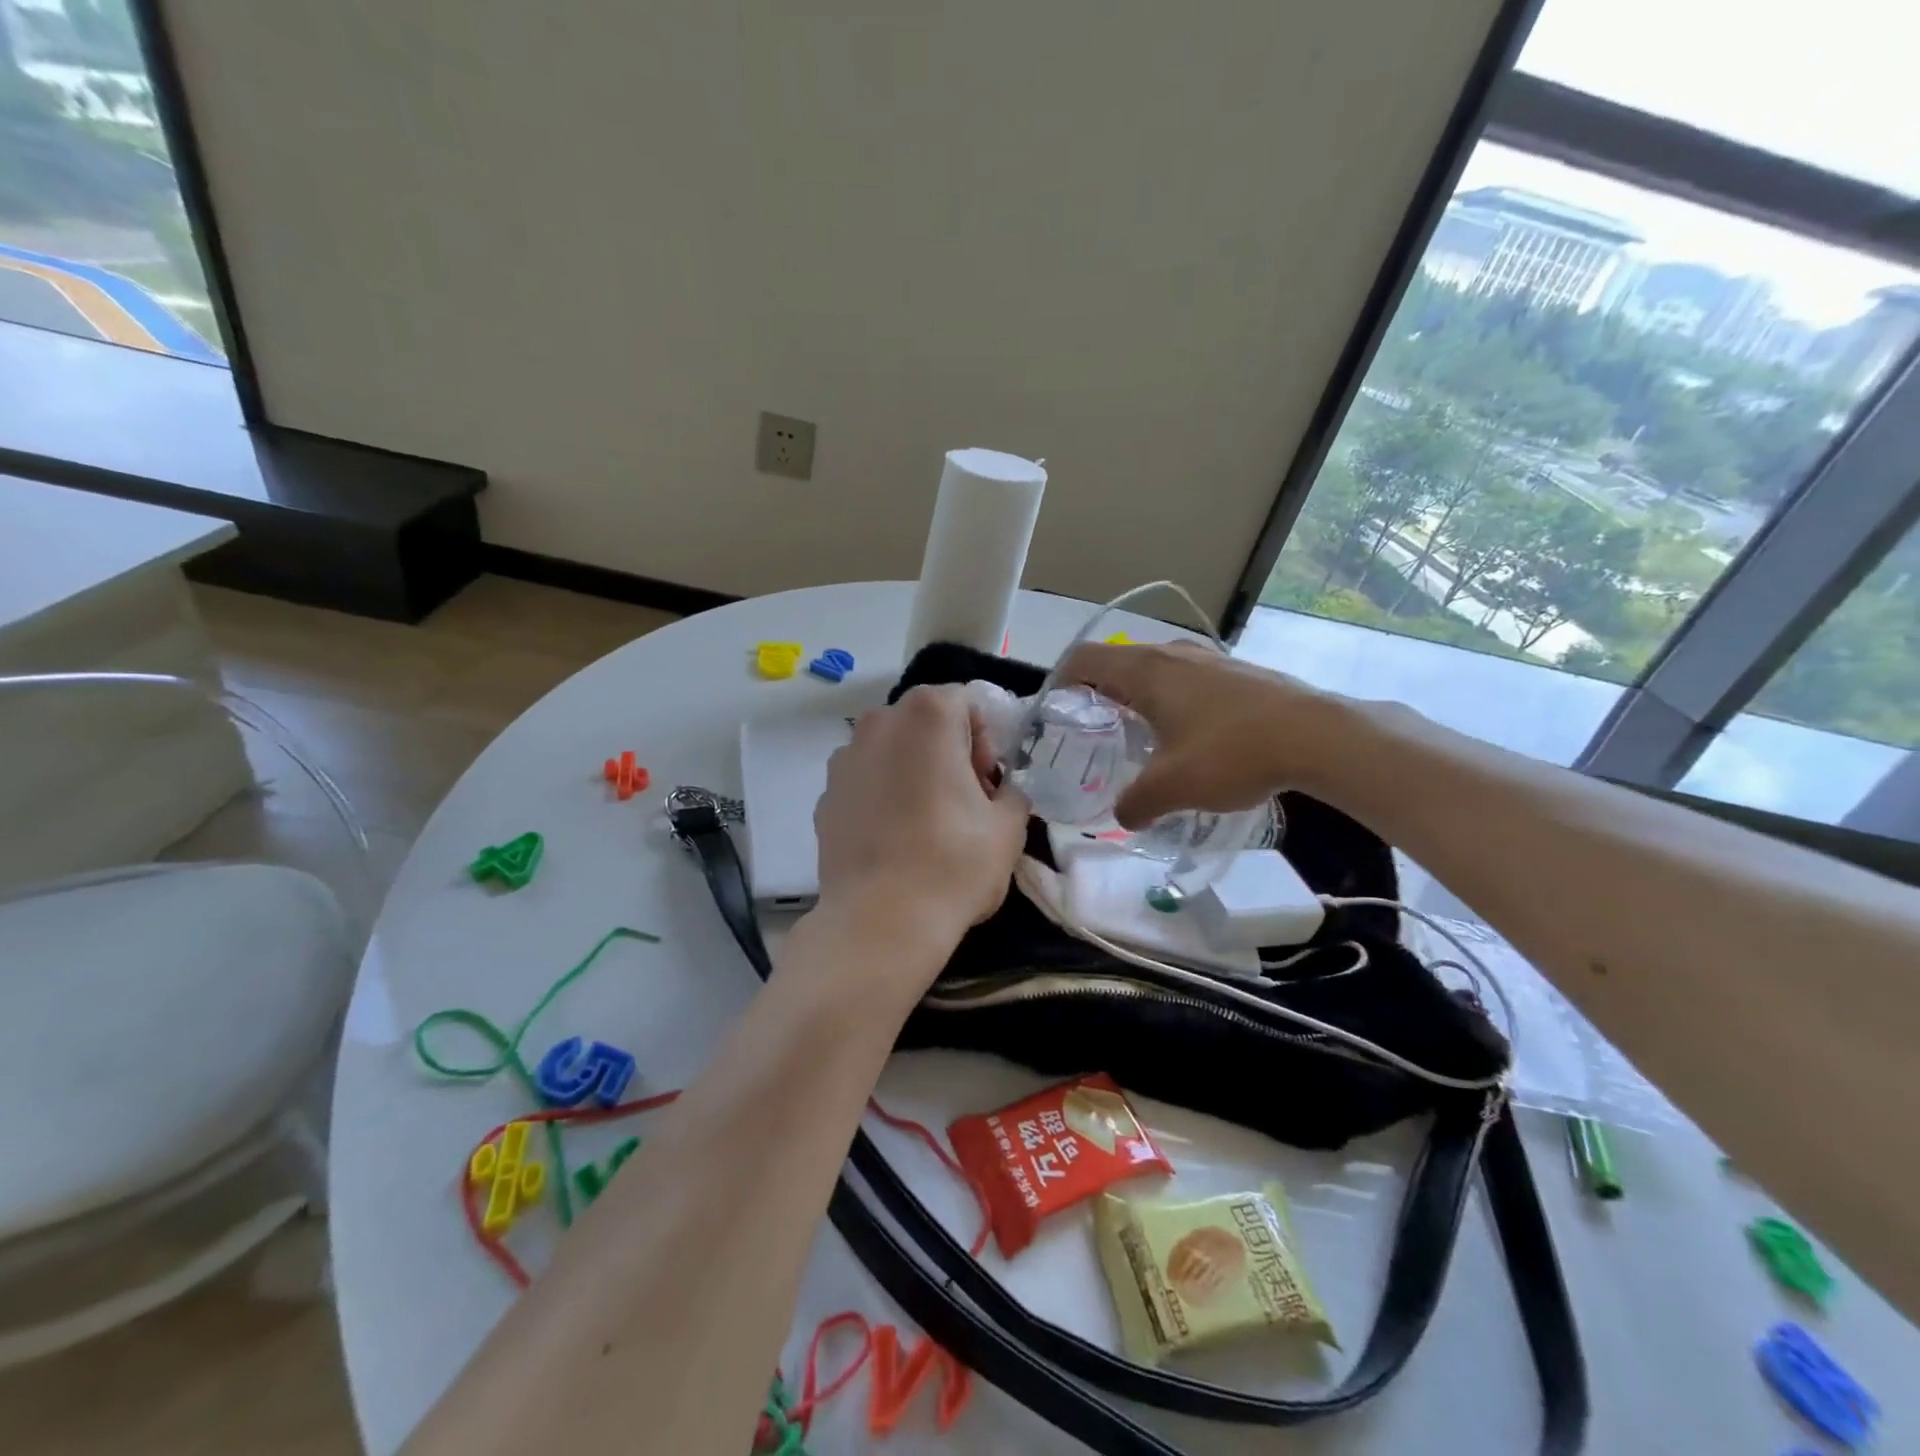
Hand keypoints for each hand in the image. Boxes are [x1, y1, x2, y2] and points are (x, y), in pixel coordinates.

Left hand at [813, 684, 1030, 948]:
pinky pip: (866, 782)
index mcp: (927, 715)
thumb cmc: (953, 864)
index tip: (987, 786)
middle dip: (950, 753)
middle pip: (926, 723)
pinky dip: (883, 797)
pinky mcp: (825, 797)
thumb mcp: (1009, 827)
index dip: (985, 741)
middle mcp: (878, 723)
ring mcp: (844, 760)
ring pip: (893, 751)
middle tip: (965, 804)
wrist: (879, 922)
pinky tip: (895, 842)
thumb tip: (999, 793)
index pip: (967, 704)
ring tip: (927, 825)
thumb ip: (1012, 793)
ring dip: (914, 772)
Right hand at [1056, 641, 1334, 827]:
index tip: (1055, 713)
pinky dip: (1170, 699)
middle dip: (1096, 693)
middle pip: (1116, 662)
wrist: (1317, 736)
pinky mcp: (1236, 671)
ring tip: (1137, 735)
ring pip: (1154, 669)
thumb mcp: (1172, 787)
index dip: (1059, 682)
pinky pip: (1185, 678)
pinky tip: (1186, 735)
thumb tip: (1122, 816)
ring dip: (1136, 696)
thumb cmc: (1231, 753)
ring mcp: (1208, 659)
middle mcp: (1171, 654)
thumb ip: (1135, 804)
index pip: (1082, 659)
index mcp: (1144, 671)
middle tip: (1091, 730)